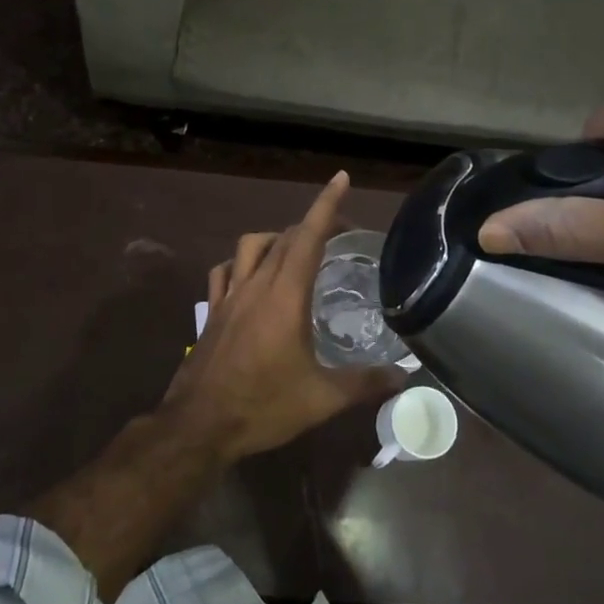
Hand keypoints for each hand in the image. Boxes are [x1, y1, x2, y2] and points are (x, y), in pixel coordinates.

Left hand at [164, 172, 404, 462]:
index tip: (341, 178)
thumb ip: (365, 383)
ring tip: (295, 251)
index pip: (308, 237)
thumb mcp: (321, 399)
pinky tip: (250, 276)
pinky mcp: (211, 312)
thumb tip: (404, 376)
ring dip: (275, 238)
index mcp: (285, 296)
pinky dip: (241, 262)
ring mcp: (228, 297)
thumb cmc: (263, 406)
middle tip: (339, 235)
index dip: (326, 205)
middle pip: (283, 238)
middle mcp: (256, 285)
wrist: (199, 425)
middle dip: (312, 225)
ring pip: (250, 246)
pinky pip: (224, 271)